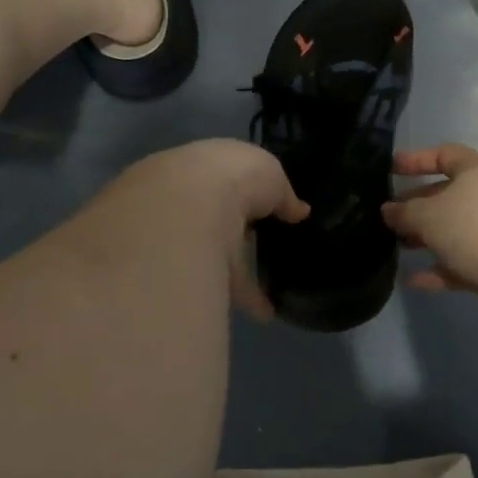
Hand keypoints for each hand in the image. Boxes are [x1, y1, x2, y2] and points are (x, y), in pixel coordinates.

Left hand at [106, 140, 307, 319]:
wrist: (185, 211)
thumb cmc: (232, 177)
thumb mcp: (271, 174)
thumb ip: (283, 193)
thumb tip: (299, 211)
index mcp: (203, 166)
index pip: (224, 179)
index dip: (248, 192)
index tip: (269, 210)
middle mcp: (186, 199)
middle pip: (215, 217)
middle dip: (237, 233)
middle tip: (266, 250)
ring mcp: (179, 236)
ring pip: (213, 254)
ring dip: (239, 271)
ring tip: (272, 290)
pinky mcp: (180, 272)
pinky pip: (215, 284)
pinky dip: (243, 297)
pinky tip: (267, 312)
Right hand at [382, 145, 477, 318]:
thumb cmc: (472, 227)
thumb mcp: (428, 215)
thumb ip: (405, 212)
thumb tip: (389, 211)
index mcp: (475, 172)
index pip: (444, 155)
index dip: (416, 159)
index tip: (391, 168)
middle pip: (446, 194)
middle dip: (416, 204)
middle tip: (389, 215)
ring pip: (452, 229)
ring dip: (425, 237)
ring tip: (397, 244)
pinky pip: (459, 261)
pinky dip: (438, 267)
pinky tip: (413, 279)